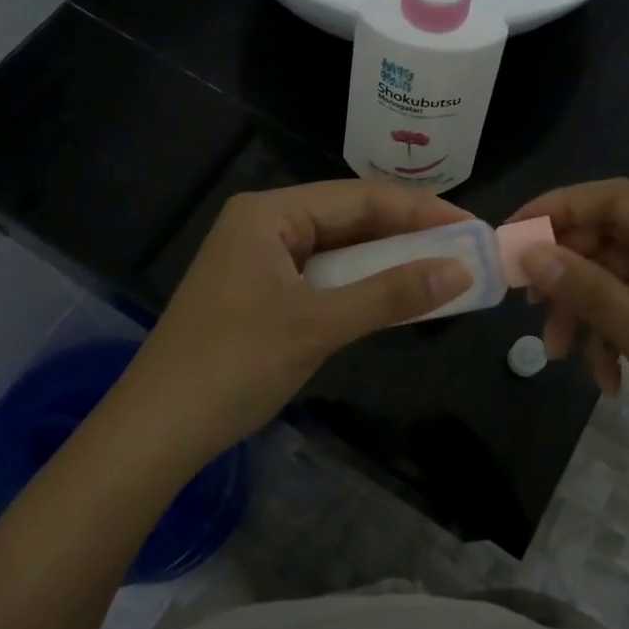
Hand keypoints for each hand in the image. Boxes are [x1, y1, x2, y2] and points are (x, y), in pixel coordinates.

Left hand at [116, 181, 472, 465]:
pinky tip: (392, 296)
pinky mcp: (259, 291)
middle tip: (466, 250)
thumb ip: (390, 294)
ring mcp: (259, 259)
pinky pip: (321, 276)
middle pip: (349, 218)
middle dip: (407, 235)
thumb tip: (461, 270)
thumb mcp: (318, 325)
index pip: (360, 197)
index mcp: (269, 212)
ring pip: (337, 249)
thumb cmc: (233, 366)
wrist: (155, 431)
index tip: (473, 226)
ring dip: (385, 262)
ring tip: (442, 270)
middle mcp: (263, 223)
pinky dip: (358, 286)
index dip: (420, 209)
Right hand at [510, 179, 628, 522]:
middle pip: (615, 238)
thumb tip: (530, 253)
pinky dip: (617, 335)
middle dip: (569, 272)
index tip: (509, 237)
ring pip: (623, 278)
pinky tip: (609, 380)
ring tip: (562, 356)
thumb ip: (591, 291)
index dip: (557, 209)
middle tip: (529, 306)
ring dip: (588, 311)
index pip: (616, 199)